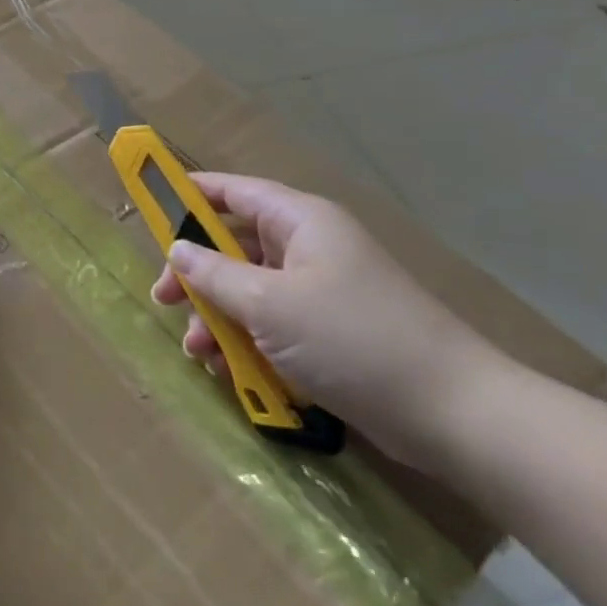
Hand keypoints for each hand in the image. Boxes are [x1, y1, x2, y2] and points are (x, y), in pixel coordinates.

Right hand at [150, 174, 512, 464]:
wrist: (455, 414)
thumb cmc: (352, 339)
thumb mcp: (268, 305)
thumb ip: (214, 275)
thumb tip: (177, 249)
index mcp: (300, 221)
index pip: (234, 191)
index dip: (191, 195)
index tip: (151, 209)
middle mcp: (309, 246)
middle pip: (235, 244)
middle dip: (197, 273)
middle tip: (165, 300)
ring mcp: (322, 290)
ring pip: (250, 289)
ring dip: (218, 316)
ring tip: (198, 352)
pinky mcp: (331, 331)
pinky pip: (274, 322)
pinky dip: (248, 340)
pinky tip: (230, 370)